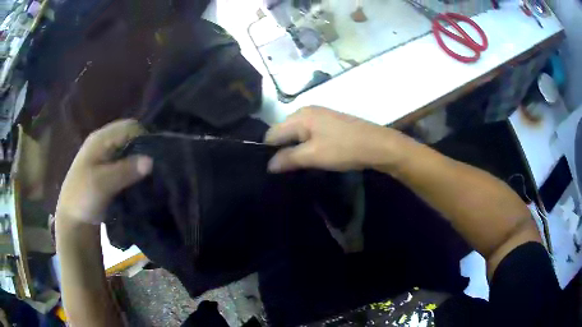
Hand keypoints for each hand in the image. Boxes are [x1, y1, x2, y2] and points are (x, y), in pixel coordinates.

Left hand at [56, 119, 152, 224]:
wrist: (72, 220)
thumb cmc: (83, 198)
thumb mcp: (102, 184)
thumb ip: (125, 170)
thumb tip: (151, 160)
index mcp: (100, 139)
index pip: (130, 127)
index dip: (144, 137)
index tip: (155, 157)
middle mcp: (103, 142)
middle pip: (130, 136)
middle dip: (143, 149)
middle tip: (153, 168)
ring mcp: (104, 156)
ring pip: (128, 150)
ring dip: (138, 160)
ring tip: (148, 175)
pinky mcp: (106, 169)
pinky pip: (124, 162)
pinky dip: (133, 168)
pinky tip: (138, 180)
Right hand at [265, 106, 410, 171]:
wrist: (377, 144)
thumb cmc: (343, 149)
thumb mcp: (313, 155)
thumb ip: (288, 158)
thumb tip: (269, 165)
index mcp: (299, 116)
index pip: (272, 133)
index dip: (269, 151)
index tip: (273, 169)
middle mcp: (305, 111)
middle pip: (283, 132)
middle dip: (282, 150)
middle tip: (286, 170)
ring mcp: (318, 115)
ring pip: (296, 133)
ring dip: (294, 149)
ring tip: (297, 166)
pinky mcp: (328, 122)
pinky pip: (308, 133)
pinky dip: (306, 145)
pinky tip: (311, 157)